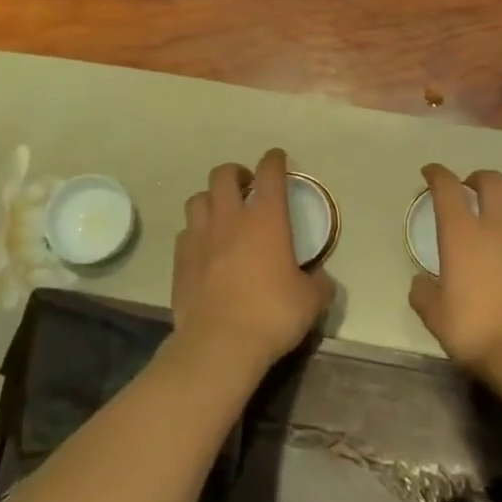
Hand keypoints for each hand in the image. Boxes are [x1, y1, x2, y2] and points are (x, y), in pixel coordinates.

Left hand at [172, 148, 334, 372]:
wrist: (220, 344)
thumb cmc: (272, 314)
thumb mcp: (310, 301)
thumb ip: (318, 283)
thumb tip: (321, 279)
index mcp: (266, 218)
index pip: (270, 173)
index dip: (274, 160)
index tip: (277, 158)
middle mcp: (230, 218)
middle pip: (224, 175)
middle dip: (236, 173)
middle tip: (246, 185)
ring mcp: (200, 236)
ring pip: (198, 199)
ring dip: (211, 199)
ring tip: (221, 213)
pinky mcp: (180, 259)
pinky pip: (186, 232)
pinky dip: (196, 232)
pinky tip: (204, 247)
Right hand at [408, 164, 501, 374]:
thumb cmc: (477, 329)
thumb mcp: (436, 317)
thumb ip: (424, 294)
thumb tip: (421, 282)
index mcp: (462, 233)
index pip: (447, 188)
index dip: (437, 174)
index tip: (430, 172)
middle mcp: (498, 225)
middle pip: (492, 181)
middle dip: (477, 178)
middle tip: (468, 188)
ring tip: (497, 221)